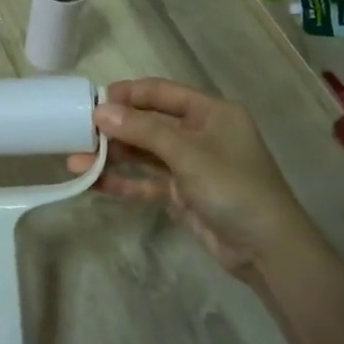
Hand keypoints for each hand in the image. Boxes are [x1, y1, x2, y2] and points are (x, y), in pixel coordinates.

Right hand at [67, 78, 301, 270]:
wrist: (267, 250)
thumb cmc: (234, 188)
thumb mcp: (188, 154)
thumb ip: (143, 131)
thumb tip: (100, 111)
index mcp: (211, 112)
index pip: (162, 93)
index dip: (128, 95)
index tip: (93, 101)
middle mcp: (200, 133)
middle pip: (150, 124)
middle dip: (114, 129)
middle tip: (77, 133)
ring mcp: (191, 165)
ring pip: (145, 154)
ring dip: (113, 157)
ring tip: (75, 161)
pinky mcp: (183, 193)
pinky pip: (148, 182)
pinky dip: (124, 183)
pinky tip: (94, 184)